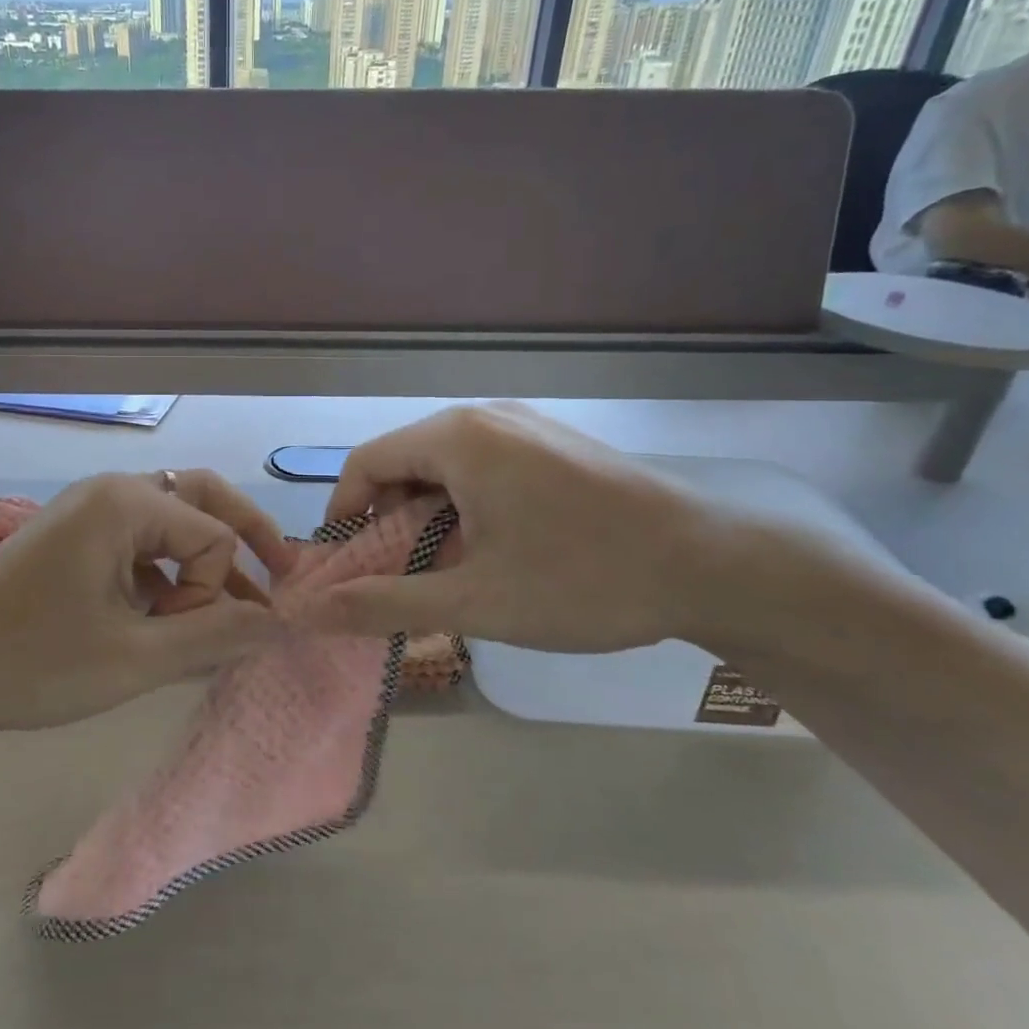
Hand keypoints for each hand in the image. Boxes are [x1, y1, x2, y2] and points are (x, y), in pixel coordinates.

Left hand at [0, 470, 288, 735]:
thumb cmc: (33, 663)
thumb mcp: (137, 658)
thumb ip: (216, 636)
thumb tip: (283, 623)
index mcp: (125, 502)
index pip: (213, 536)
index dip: (216, 592)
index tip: (184, 639)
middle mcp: (111, 490)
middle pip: (202, 499)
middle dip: (245, 537)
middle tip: (282, 574)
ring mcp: (87, 511)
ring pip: (171, 521)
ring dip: (202, 560)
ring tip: (226, 608)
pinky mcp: (72, 536)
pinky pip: (137, 541)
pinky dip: (165, 572)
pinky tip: (167, 617)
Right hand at [297, 403, 740, 653]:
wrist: (717, 565)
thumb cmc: (584, 580)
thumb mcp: (475, 601)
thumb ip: (384, 603)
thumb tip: (311, 610)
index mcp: (456, 439)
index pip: (365, 462)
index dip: (344, 514)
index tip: (348, 567)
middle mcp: (485, 418)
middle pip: (404, 462)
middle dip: (389, 521)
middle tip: (401, 578)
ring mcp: (525, 426)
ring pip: (445, 466)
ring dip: (429, 516)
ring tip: (450, 570)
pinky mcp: (554, 443)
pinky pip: (484, 466)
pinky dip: (467, 505)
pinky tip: (496, 549)